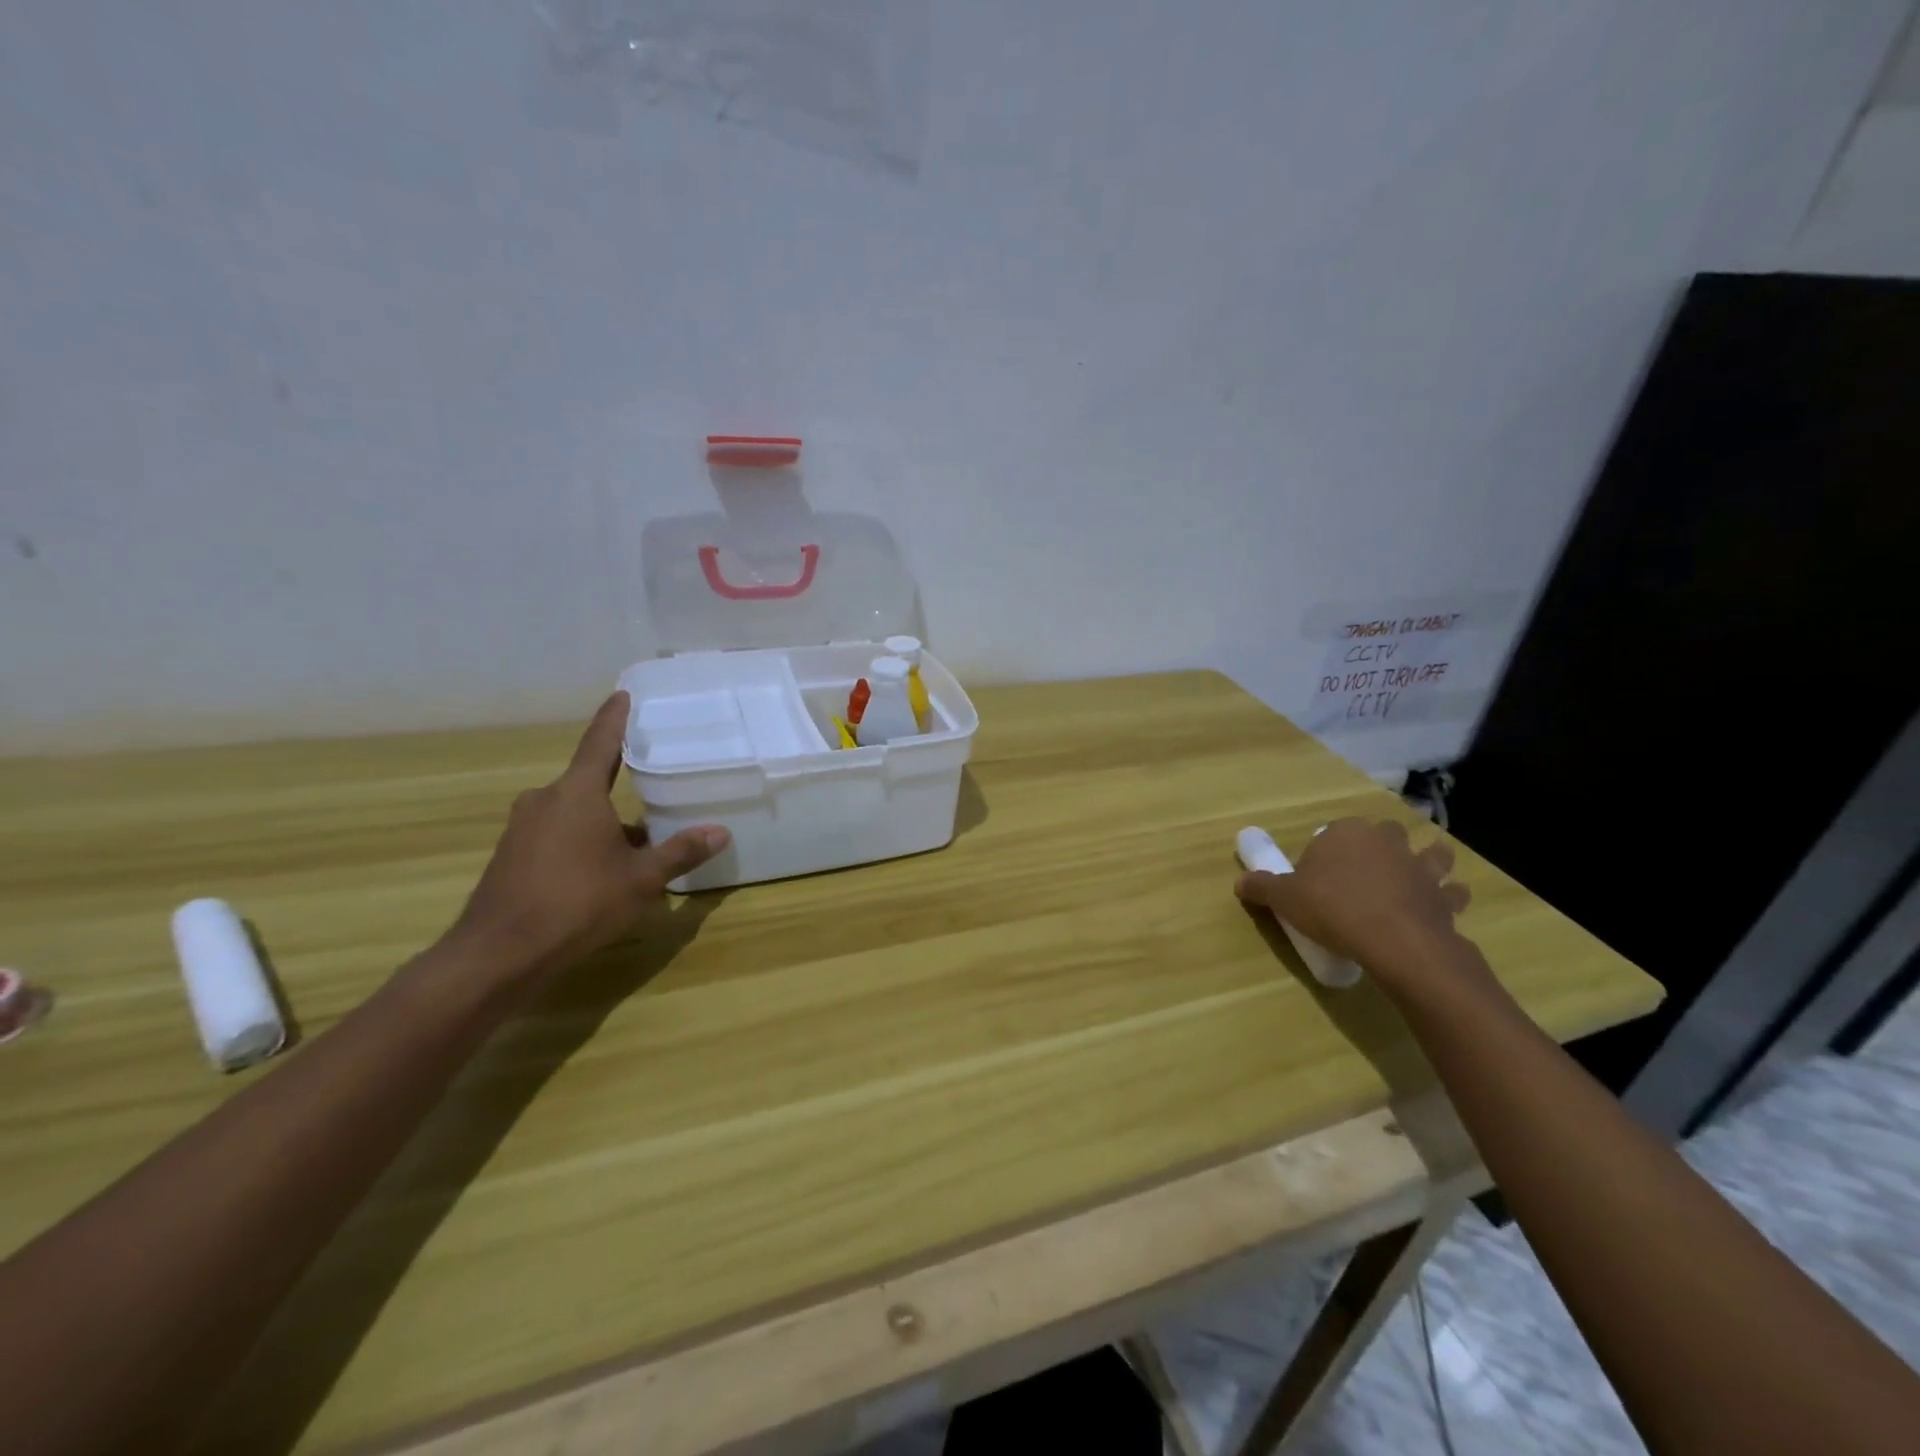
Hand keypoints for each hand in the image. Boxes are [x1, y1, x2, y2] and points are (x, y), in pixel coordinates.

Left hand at [449, 692, 729, 984]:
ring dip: (602, 823)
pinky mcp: (510, 857)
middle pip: (589, 783)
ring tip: (635, 845)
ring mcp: (522, 829)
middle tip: (651, 791)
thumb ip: (680, 852)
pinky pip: (555, 836)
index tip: (622, 695)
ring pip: (573, 813)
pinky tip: (599, 873)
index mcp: (577, 793)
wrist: (500, 954)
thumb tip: (720, 831)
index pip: (601, 742)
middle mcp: (544, 800)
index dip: (614, 718)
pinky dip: (580, 843)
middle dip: (619, 789)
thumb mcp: (641, 879)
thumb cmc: (579, 903)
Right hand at [1235, 818, 1492, 1001]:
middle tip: (1364, 874)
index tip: (1320, 876)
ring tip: (1416, 877)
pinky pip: (1453, 892)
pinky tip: (1439, 909)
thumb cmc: (1333, 909)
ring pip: (1431, 854)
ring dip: (1428, 861)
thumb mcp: (1284, 899)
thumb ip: (1261, 887)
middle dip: (1380, 847)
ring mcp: (1420, 866)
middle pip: (1384, 834)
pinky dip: (1448, 898)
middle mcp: (1386, 841)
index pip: (1334, 831)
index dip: (1328, 851)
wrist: (1394, 941)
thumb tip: (1239, 882)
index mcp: (1346, 832)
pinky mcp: (1444, 896)